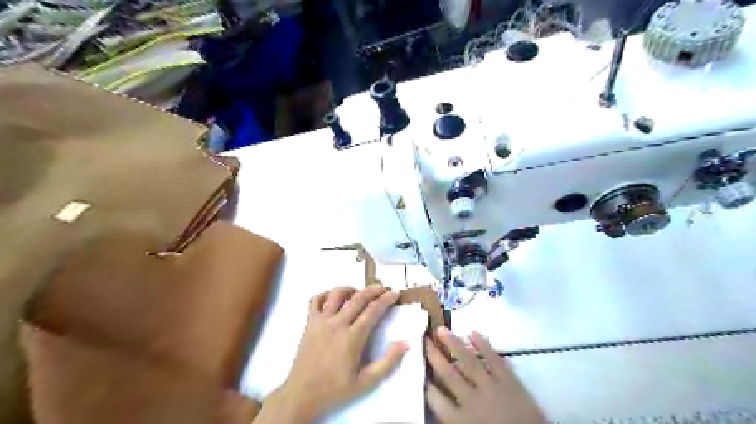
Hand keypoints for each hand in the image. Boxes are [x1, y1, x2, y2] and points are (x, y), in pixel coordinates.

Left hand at [254, 285, 408, 423]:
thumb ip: (388, 362)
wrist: (302, 395)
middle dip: (373, 289)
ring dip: (351, 289)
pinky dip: (325, 294)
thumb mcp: (366, 382)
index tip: (394, 294)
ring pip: (337, 294)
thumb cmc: (335, 389)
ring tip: (359, 292)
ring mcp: (321, 321)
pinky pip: (315, 300)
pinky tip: (333, 299)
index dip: (386, 299)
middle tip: (383, 288)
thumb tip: (406, 342)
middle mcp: (337, 323)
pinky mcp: (309, 323)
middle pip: (358, 297)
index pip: (373, 310)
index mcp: (353, 337)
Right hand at [428, 328, 547, 423]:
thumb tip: (438, 400)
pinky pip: (494, 360)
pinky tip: (473, 332)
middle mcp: (471, 401)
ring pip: (468, 362)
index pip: (436, 399)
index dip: (427, 384)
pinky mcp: (509, 381)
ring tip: (441, 329)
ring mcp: (491, 388)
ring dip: (454, 344)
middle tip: (424, 339)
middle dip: (435, 356)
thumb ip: (453, 417)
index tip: (419, 369)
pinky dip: (484, 345)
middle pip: (448, 374)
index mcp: (460, 421)